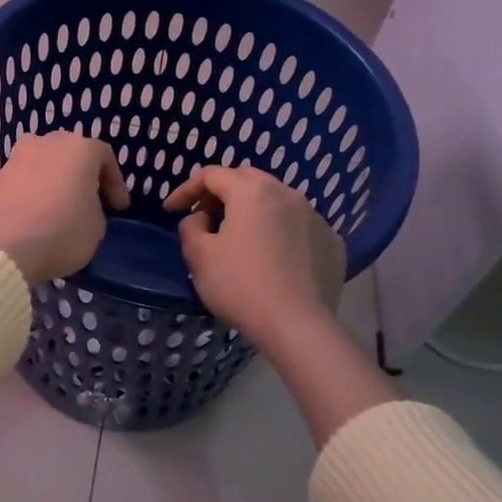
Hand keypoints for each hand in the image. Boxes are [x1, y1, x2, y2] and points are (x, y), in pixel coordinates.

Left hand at [0, 132, 128, 283]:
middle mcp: (45, 143)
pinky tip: (32, 214)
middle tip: (88, 200)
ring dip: (52, 180)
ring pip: (41, 163)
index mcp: (78, 148)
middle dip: (81, 175)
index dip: (115, 184)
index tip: (119, 208)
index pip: (104, 157)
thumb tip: (81, 206)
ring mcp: (16, 158)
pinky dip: (30, 192)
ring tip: (57, 205)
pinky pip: (21, 180)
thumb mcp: (97, 227)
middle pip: (69, 153)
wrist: (5, 247)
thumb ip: (94, 207)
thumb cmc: (62, 232)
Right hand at [162, 166, 346, 336]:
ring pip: (276, 200)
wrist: (297, 326)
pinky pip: (298, 226)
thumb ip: (191, 227)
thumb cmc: (240, 285)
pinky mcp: (331, 242)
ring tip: (237, 235)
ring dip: (251, 210)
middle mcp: (287, 194)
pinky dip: (279, 231)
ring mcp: (315, 217)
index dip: (186, 189)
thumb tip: (202, 219)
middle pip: (247, 179)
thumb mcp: (199, 255)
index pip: (211, 175)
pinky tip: (271, 256)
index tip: (170, 210)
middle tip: (204, 215)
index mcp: (252, 192)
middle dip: (221, 192)